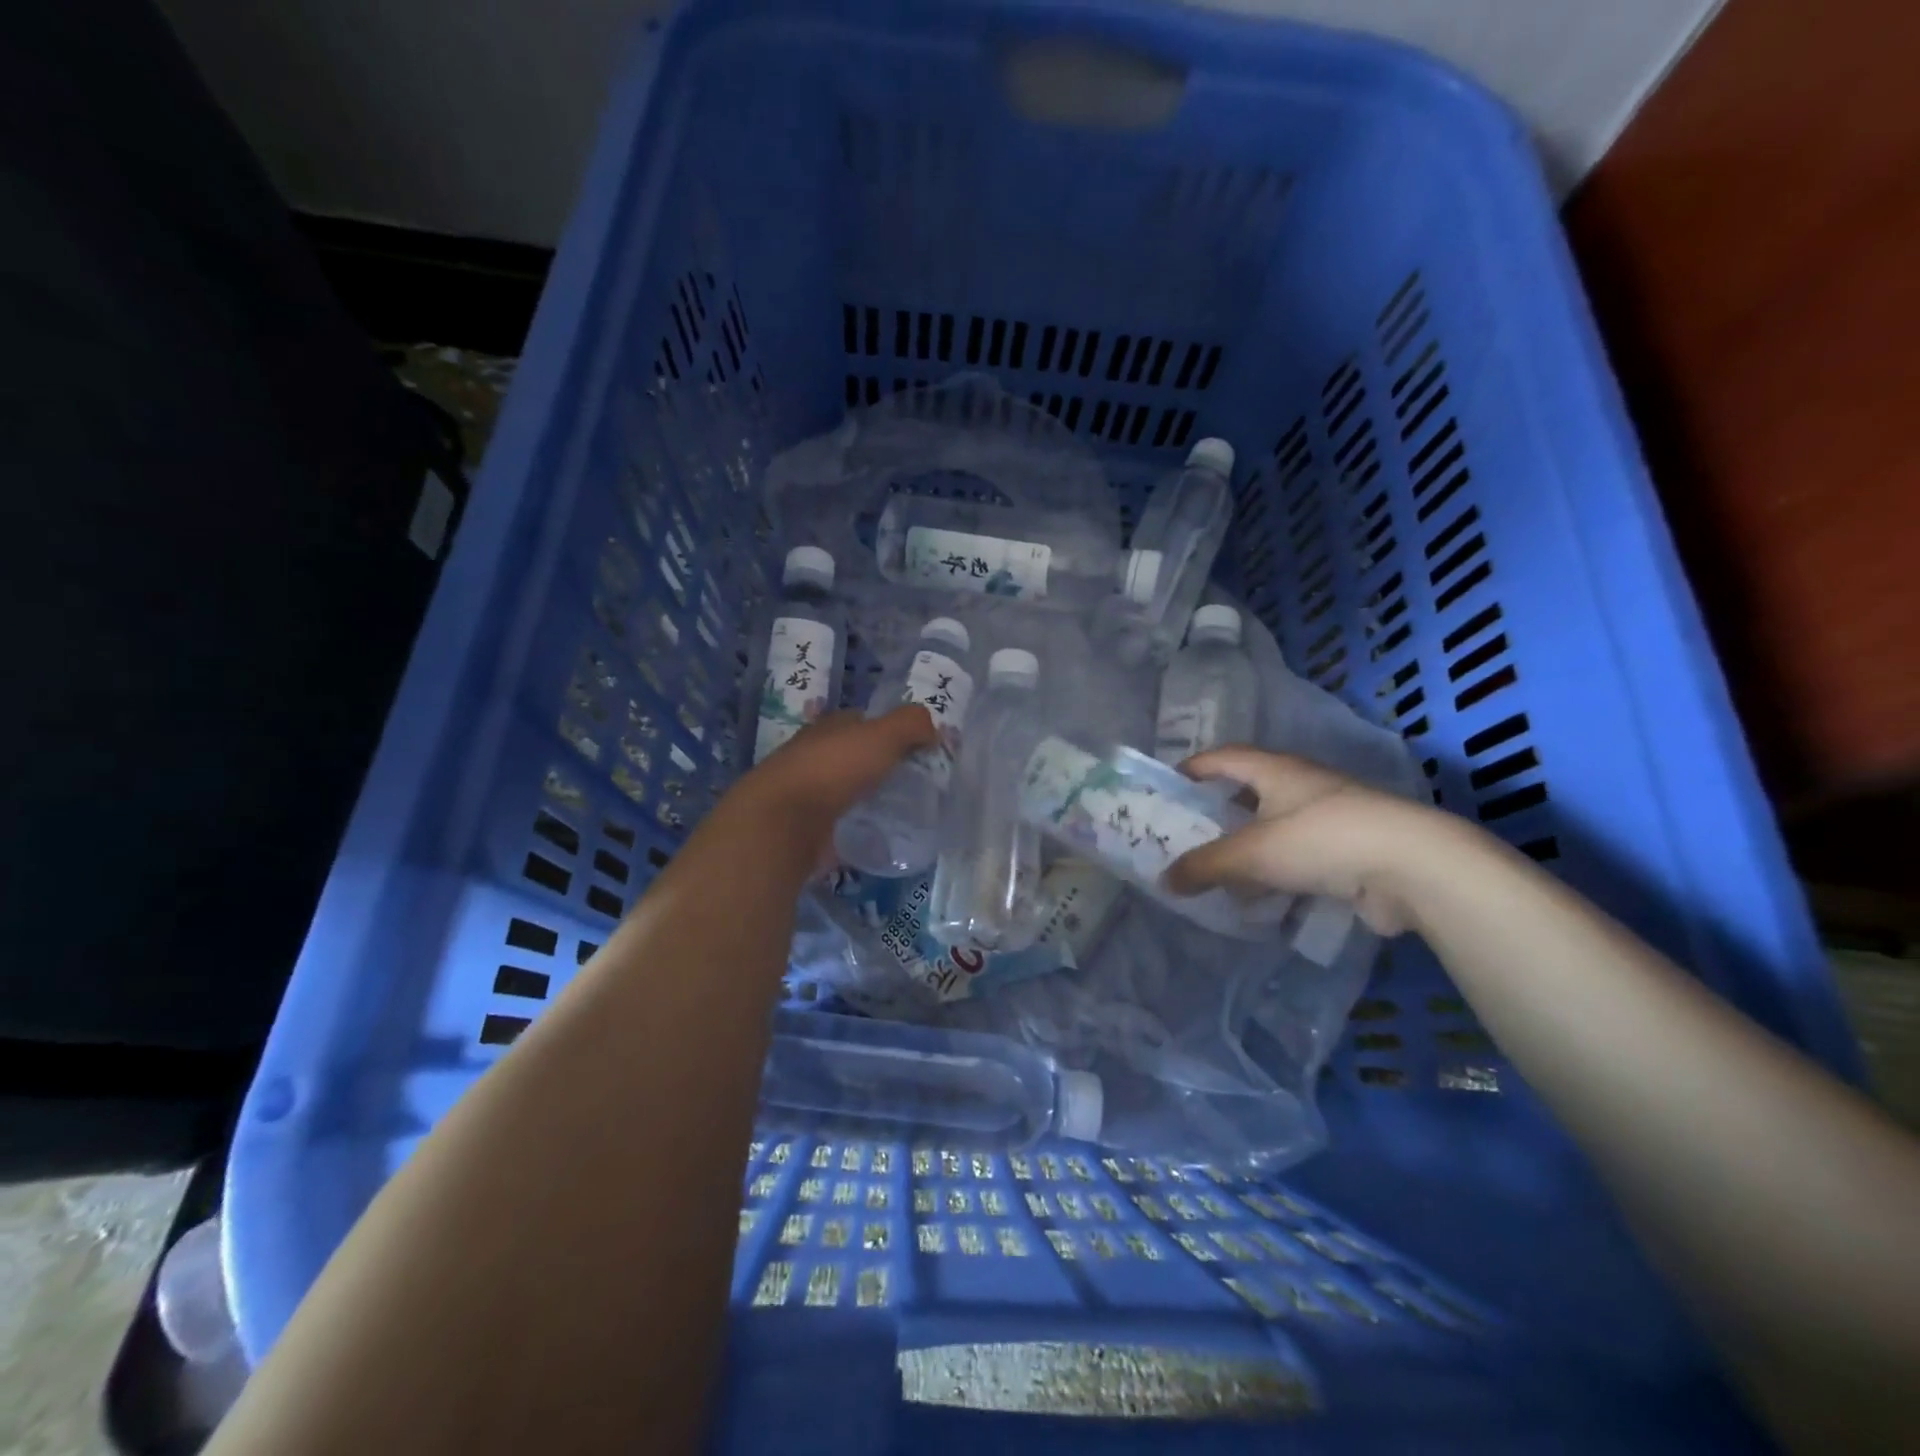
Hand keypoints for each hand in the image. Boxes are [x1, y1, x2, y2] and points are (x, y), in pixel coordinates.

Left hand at [732, 704, 937, 843]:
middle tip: (914, 781)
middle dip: (879, 764)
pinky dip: (855, 826)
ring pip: (845, 789)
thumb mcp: (881, 735)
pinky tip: (876, 835)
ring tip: (900, 809)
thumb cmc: (833, 770)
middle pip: (853, 755)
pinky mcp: (805, 828)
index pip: (861, 721)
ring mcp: (806, 793)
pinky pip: (838, 823)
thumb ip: (911, 725)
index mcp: (828, 728)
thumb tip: (933, 729)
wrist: (783, 823)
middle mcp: (813, 755)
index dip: (889, 729)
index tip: (916, 746)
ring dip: (867, 796)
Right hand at [1163, 748, 1455, 936]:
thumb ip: (1204, 866)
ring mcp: (1331, 817)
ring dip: (1249, 846)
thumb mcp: (1251, 853)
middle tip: (1189, 833)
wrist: (1413, 867)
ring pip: (1276, 826)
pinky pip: (1300, 856)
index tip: (1169, 785)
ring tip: (1220, 870)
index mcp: (1276, 770)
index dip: (1195, 767)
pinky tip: (1262, 897)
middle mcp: (1303, 785)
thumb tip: (1164, 881)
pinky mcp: (1351, 850)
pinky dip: (1277, 872)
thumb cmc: (1321, 840)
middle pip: (1251, 791)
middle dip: (1220, 810)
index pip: (1224, 757)